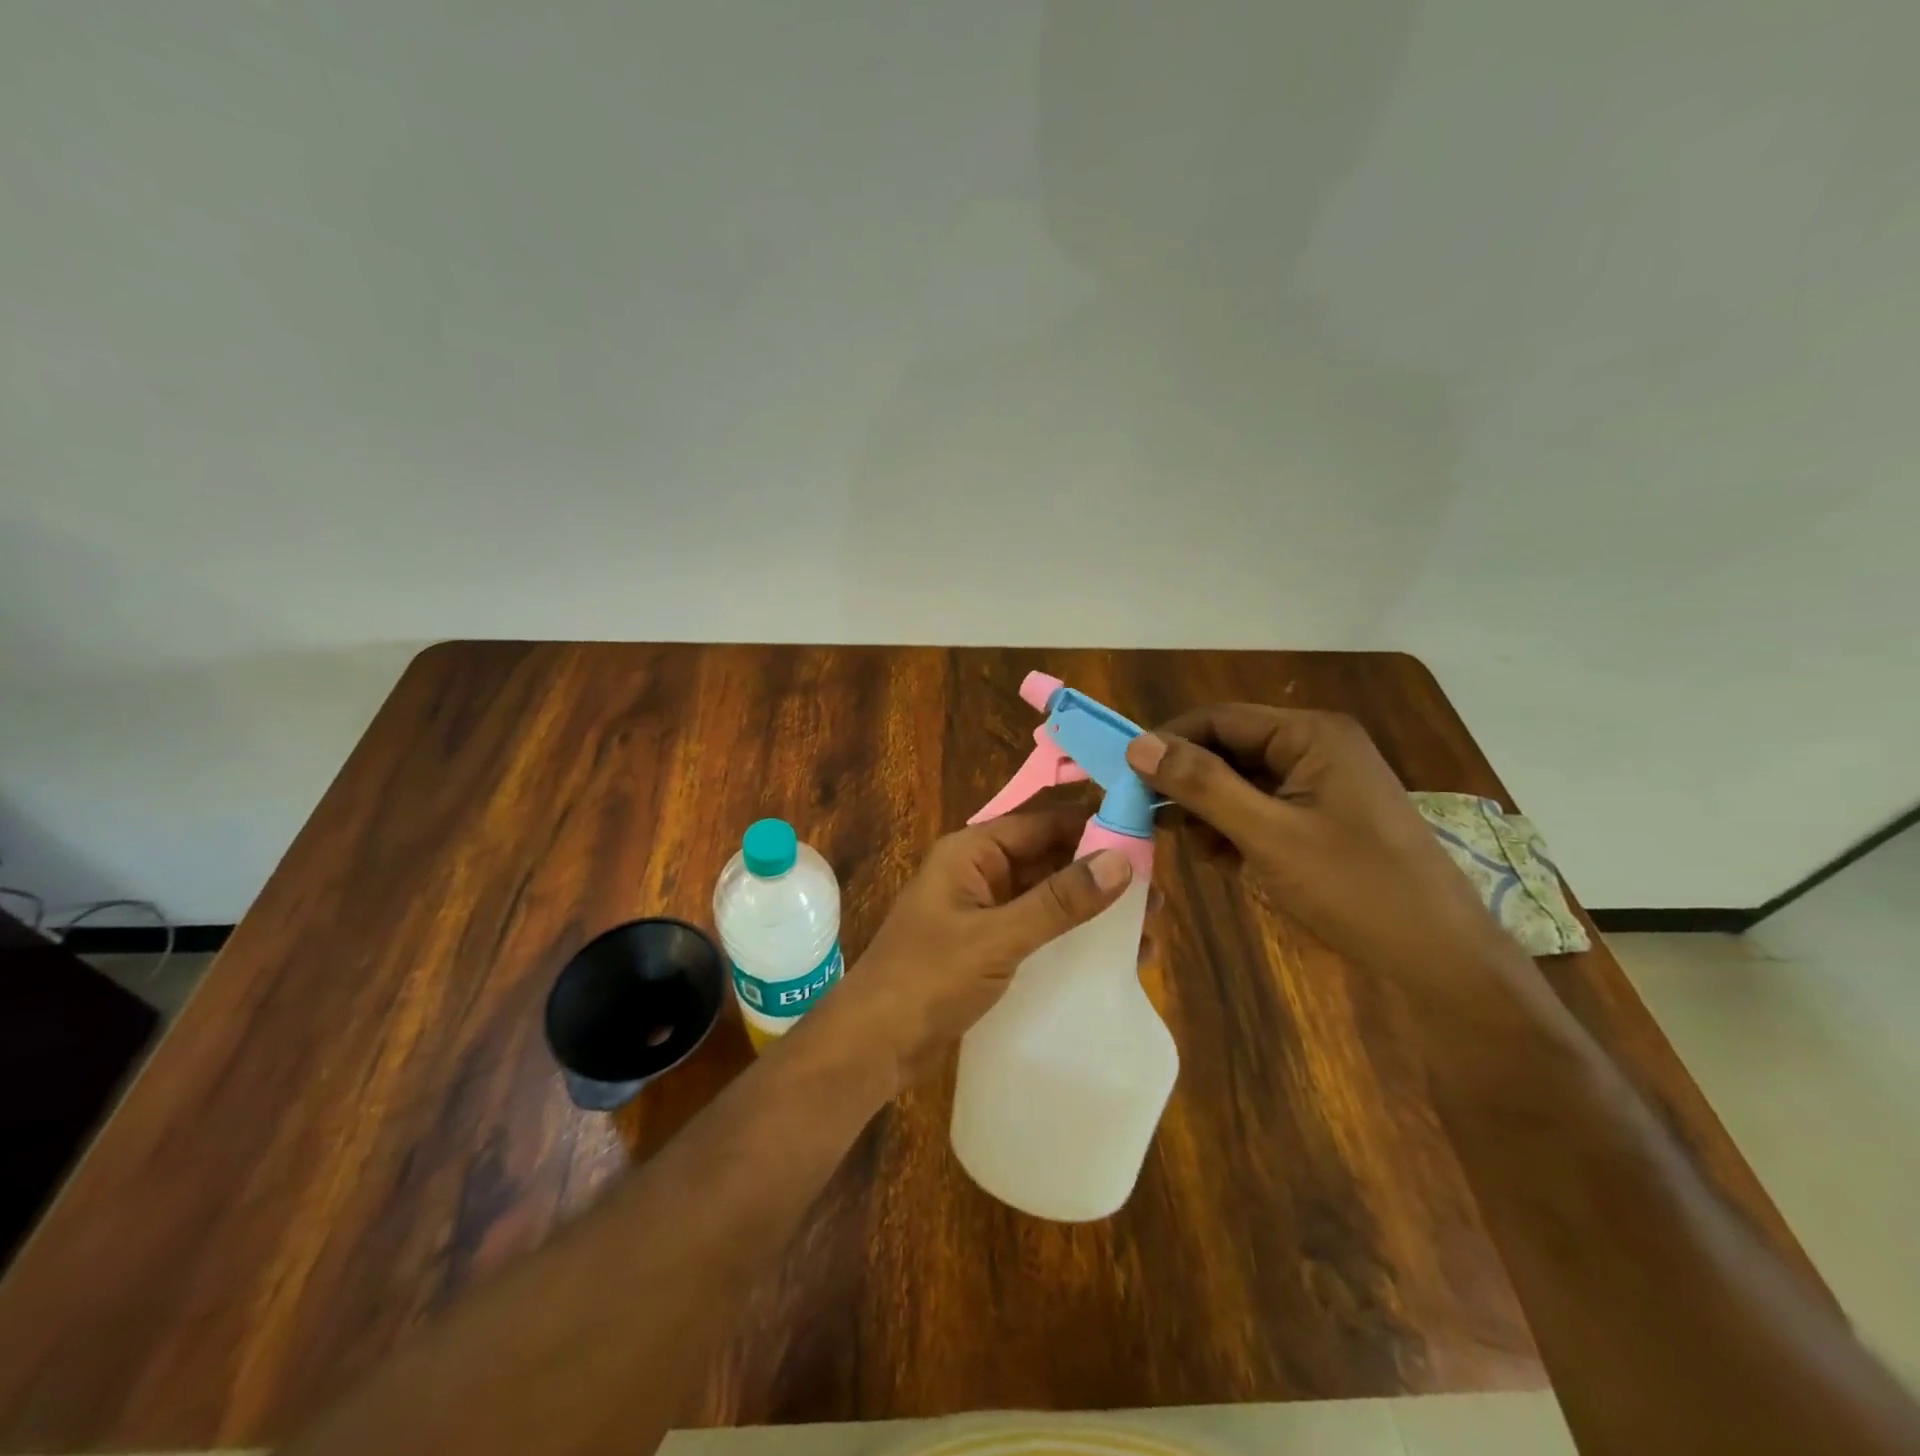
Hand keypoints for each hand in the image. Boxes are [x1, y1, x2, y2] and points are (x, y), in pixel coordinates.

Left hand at [815, 807, 1133, 1087]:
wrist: (872, 1045)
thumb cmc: (927, 979)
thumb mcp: (997, 938)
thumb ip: (1058, 901)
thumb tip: (1123, 859)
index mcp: (971, 851)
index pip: (1042, 822)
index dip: (1094, 825)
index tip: (1148, 836)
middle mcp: (978, 871)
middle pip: (1048, 857)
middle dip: (1100, 871)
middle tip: (1158, 893)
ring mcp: (983, 910)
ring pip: (1047, 895)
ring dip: (1092, 907)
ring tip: (1149, 927)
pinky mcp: (988, 946)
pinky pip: (1038, 928)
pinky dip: (1072, 935)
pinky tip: (1113, 955)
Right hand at [1125, 706, 1509, 987]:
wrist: (1438, 960)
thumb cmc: (1356, 888)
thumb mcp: (1268, 835)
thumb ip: (1202, 785)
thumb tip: (1137, 745)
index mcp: (1310, 735)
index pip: (1218, 719)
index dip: (1167, 742)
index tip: (1124, 776)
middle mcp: (1313, 748)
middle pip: (1226, 750)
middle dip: (1189, 784)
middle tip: (1148, 820)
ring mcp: (1318, 785)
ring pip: (1237, 783)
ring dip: (1209, 813)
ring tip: (1200, 852)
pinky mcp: (1318, 818)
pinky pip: (1258, 810)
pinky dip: (1233, 832)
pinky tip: (1227, 864)